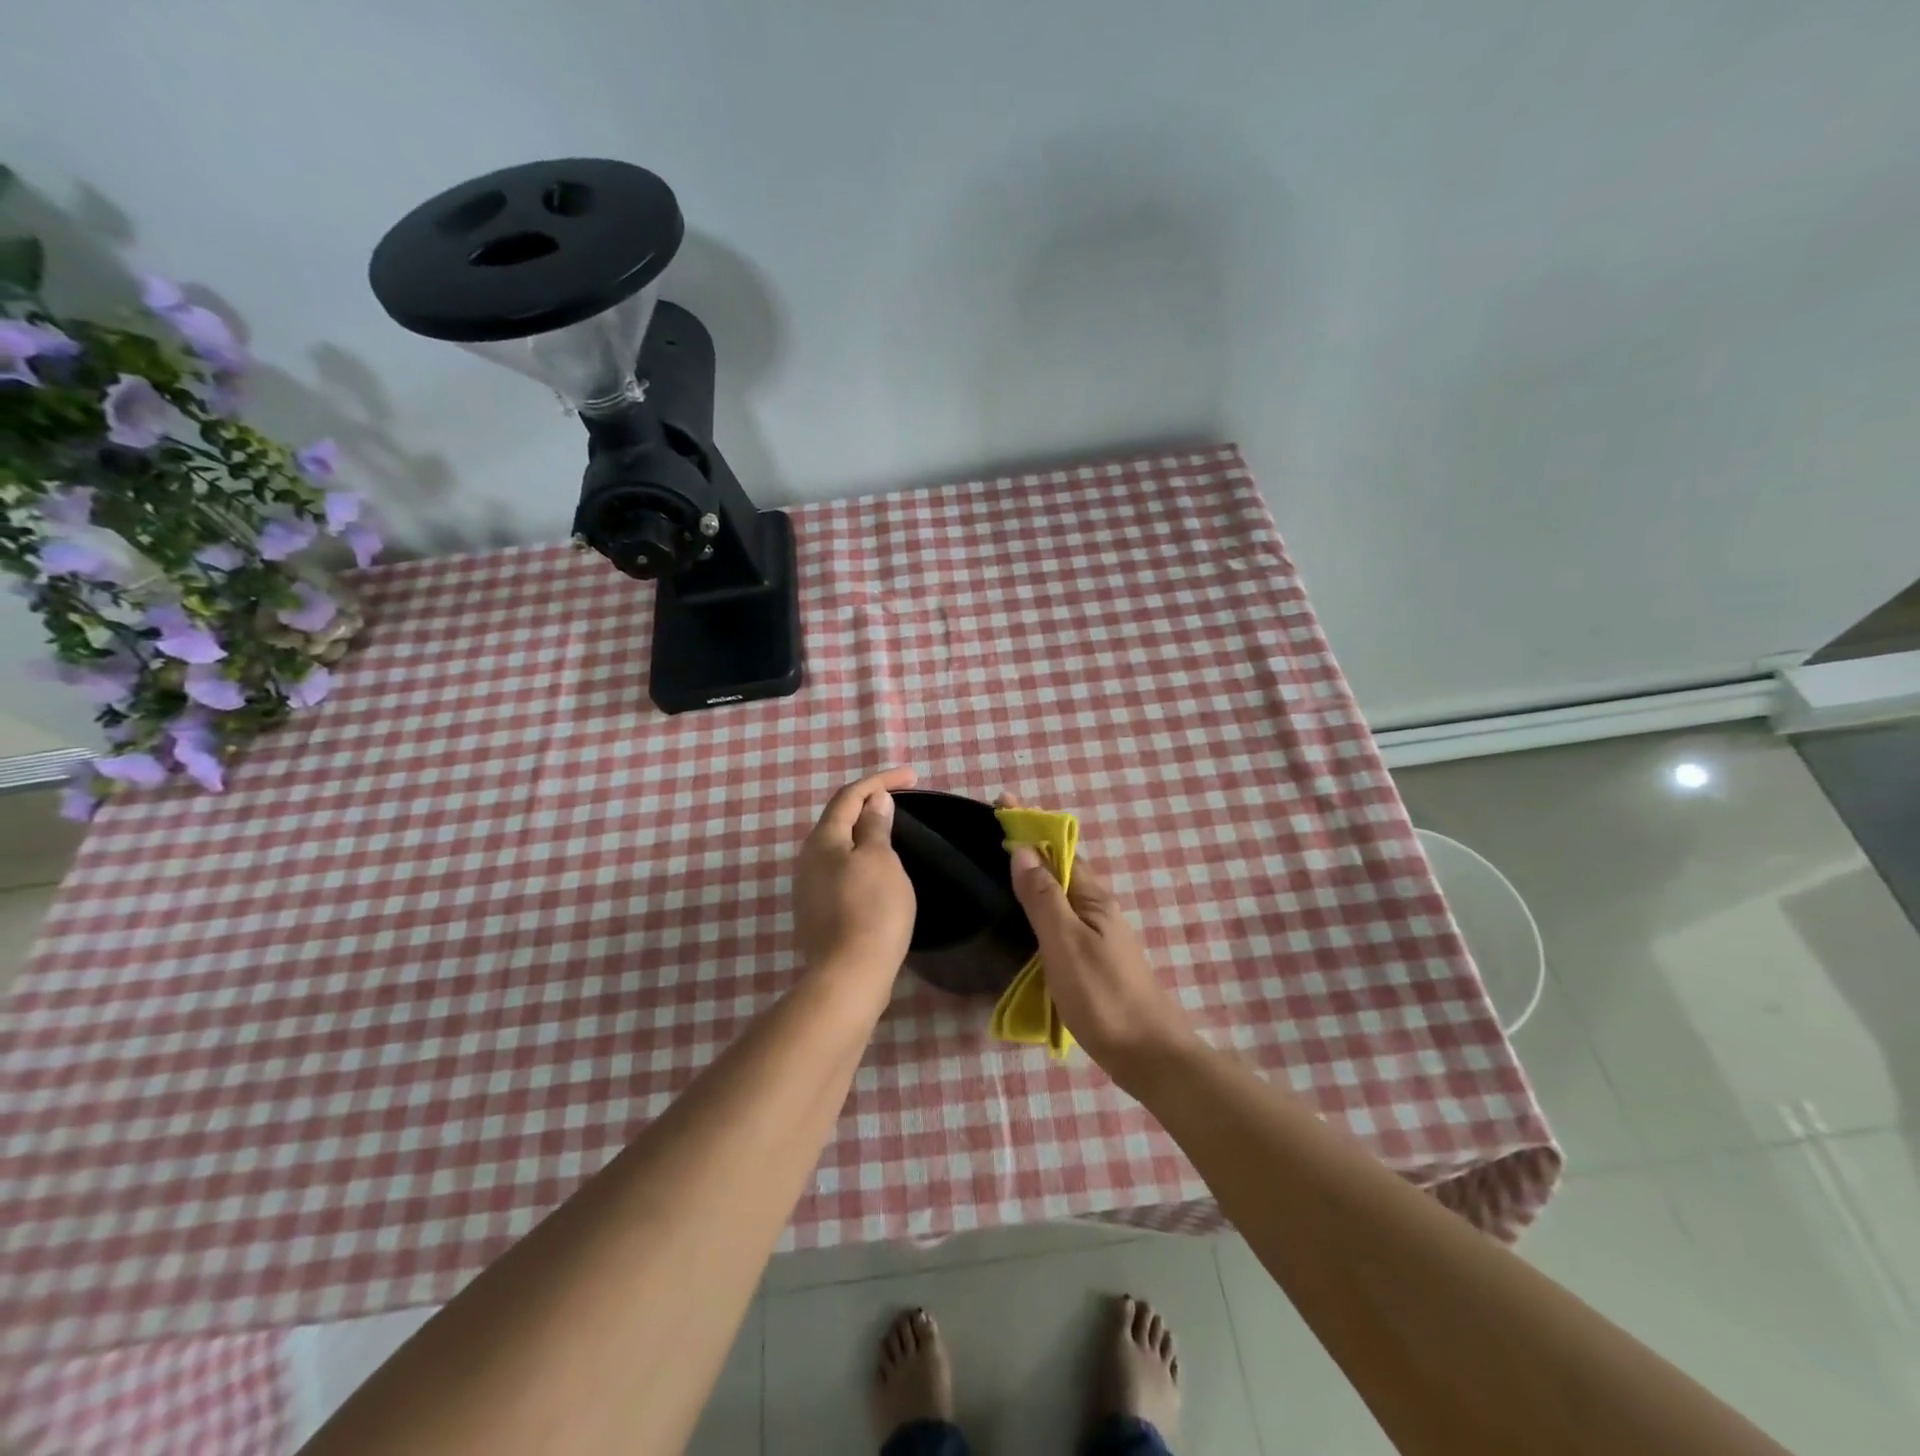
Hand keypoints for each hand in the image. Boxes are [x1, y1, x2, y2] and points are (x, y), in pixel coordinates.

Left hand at [793, 768, 917, 978]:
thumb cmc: (872, 909)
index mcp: (823, 839)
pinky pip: (840, 871)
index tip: (912, 777)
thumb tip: (874, 801)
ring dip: (864, 832)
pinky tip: (878, 870)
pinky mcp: (817, 912)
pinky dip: (860, 859)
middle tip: (901, 799)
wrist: (850, 975)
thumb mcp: (880, 860)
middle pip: (839, 819)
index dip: (880, 780)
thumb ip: (875, 826)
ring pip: (838, 847)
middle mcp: (808, 859)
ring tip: (892, 831)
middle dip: (869, 803)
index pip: (850, 796)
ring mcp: (808, 888)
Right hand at [1000, 795, 1192, 1073]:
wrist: (1148, 1054)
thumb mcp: (1066, 943)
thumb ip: (1043, 897)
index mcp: (1093, 898)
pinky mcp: (1094, 959)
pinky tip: (1027, 916)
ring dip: (1036, 873)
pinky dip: (1041, 903)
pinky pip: (1062, 917)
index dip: (1031, 825)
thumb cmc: (1103, 997)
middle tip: (995, 831)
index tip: (1003, 802)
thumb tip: (1022, 850)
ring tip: (1003, 865)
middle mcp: (1098, 909)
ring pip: (1062, 892)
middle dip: (1031, 844)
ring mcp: (1099, 935)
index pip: (1058, 849)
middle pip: (1061, 866)